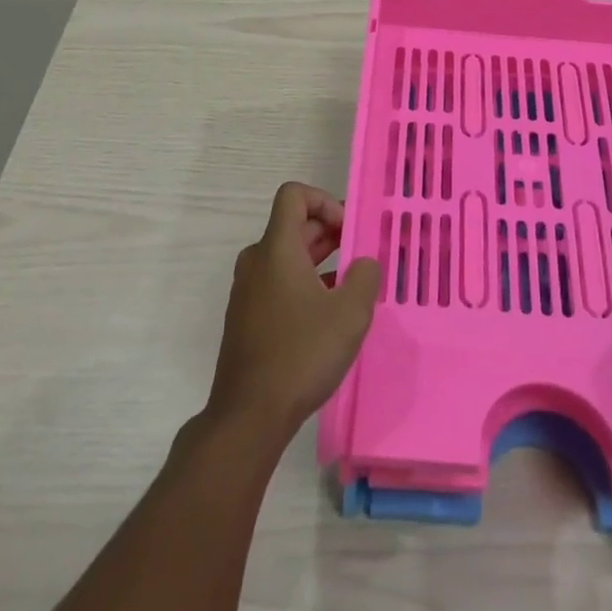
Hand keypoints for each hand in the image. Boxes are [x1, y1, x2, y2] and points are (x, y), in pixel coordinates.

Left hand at [206, 183, 381, 441]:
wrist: (249, 416)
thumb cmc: (301, 354)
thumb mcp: (350, 314)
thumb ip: (365, 277)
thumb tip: (364, 264)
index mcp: (276, 248)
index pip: (294, 195)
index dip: (324, 201)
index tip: (348, 230)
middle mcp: (257, 261)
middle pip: (293, 226)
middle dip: (330, 233)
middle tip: (361, 256)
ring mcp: (247, 290)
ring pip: (287, 257)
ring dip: (320, 261)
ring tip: (350, 286)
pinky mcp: (246, 317)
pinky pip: (278, 283)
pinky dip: (304, 284)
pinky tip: (327, 315)